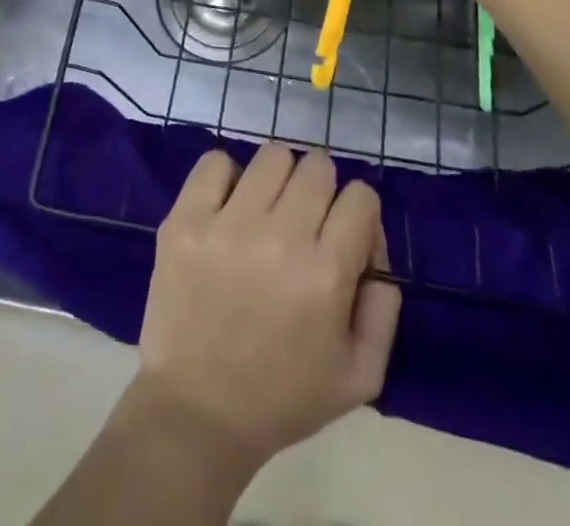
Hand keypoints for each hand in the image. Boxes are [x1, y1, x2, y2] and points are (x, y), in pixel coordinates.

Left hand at [137, 145, 401, 470]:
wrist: (197, 413)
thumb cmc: (283, 397)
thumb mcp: (360, 375)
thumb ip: (384, 307)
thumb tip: (375, 246)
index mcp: (326, 274)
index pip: (360, 196)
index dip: (358, 215)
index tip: (343, 238)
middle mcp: (280, 237)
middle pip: (317, 166)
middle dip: (320, 191)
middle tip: (304, 223)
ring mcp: (228, 224)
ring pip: (272, 155)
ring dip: (277, 179)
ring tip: (266, 211)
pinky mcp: (185, 220)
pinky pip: (215, 162)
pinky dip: (227, 177)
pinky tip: (228, 208)